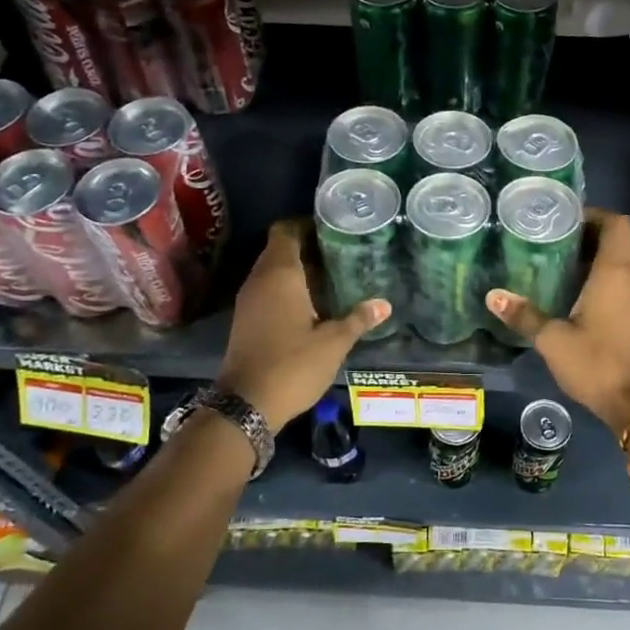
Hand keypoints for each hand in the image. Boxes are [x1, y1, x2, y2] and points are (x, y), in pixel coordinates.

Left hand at [216, 220, 389, 430]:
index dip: (306, 224)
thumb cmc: (292, 365)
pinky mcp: (245, 320)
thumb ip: (357, 319)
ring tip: (332, 276)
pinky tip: (313, 303)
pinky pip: (267, 290)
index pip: (286, 230)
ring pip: (273, 271)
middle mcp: (259, 280)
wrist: (246, 404)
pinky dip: (287, 289)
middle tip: (341, 252)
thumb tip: (384, 304)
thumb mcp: (333, 343)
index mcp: (280, 274)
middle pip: (280, 249)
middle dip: (308, 247)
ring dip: (298, 270)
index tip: (333, 229)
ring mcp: (249, 300)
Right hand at [486, 210, 629, 434]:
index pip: (615, 222)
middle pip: (617, 238)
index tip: (561, 220)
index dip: (591, 214)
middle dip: (587, 233)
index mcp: (617, 270)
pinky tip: (575, 291)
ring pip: (622, 260)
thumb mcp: (554, 340)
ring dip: (595, 256)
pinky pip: (624, 280)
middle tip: (551, 239)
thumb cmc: (598, 363)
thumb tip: (493, 295)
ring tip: (557, 261)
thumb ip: (525, 314)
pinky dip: (603, 276)